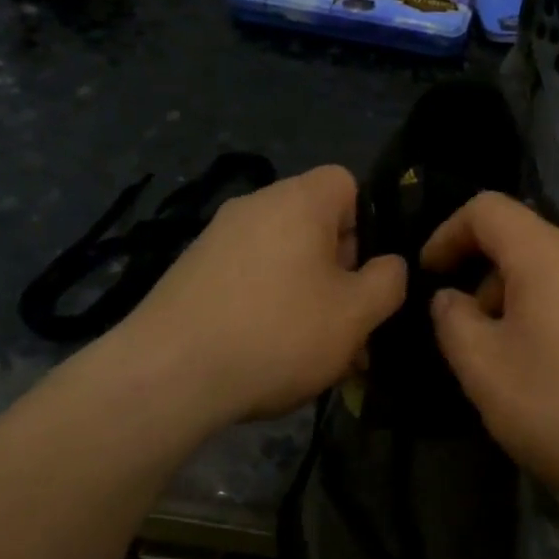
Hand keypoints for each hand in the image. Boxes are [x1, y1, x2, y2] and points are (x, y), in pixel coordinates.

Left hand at [119, 166, 405, 425]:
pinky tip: (269, 355)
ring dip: (307, 298)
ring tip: (314, 353)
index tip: (366, 274)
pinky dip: (268, 307)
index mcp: (298, 200)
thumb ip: (389, 282)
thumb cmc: (279, 334)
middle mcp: (255, 206)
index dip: (368, 225)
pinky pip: (249, 279)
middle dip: (340, 272)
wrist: (169, 375)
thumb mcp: (356, 314)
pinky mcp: (191, 273)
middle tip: (348, 326)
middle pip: (315, 225)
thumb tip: (389, 265)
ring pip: (284, 260)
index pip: (347, 183)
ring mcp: (216, 239)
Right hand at [422, 193, 558, 526]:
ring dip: (518, 304)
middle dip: (484, 278)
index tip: (430, 273)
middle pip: (524, 242)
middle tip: (469, 336)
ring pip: (555, 274)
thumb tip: (451, 299)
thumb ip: (453, 322)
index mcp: (549, 256)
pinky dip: (552, 319)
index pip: (488, 209)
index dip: (448, 232)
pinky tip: (555, 377)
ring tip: (510, 364)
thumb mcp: (485, 370)